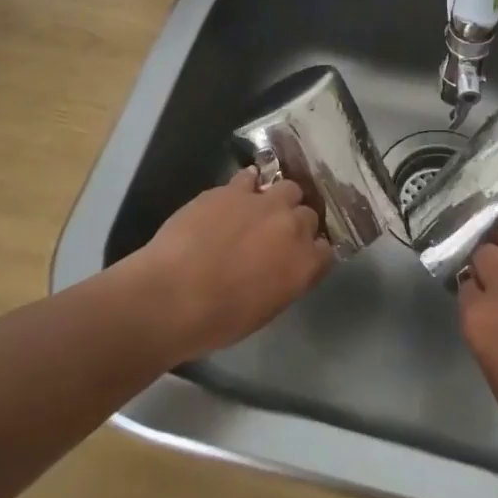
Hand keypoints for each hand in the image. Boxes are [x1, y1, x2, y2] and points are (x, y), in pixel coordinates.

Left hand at [119, 169, 329, 363]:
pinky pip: (250, 177)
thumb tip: (282, 267)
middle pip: (309, 215)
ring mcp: (263, 202)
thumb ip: (284, 281)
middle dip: (296, 223)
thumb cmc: (217, 320)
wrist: (171, 294)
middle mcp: (292, 227)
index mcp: (304, 264)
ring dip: (278, 199)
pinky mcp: (233, 189)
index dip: (311, 252)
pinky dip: (248, 185)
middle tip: (275, 236)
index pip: (326, 249)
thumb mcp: (264, 310)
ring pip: (287, 188)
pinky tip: (236, 196)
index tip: (298, 258)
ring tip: (260, 210)